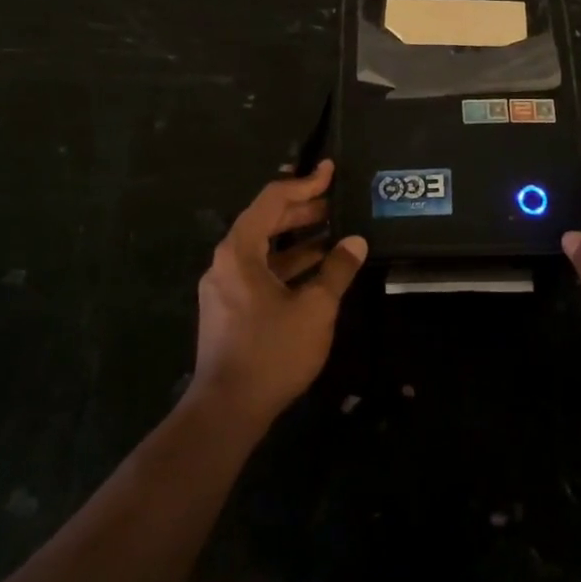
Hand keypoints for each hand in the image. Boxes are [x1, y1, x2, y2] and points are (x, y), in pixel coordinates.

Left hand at [191, 160, 366, 428]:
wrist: (228, 409)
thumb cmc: (272, 351)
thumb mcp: (315, 308)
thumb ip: (337, 270)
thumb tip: (355, 242)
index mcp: (239, 251)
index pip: (271, 200)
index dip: (304, 183)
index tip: (331, 172)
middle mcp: (226, 262)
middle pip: (264, 221)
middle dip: (302, 210)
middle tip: (337, 202)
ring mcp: (225, 287)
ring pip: (264, 250)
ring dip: (298, 240)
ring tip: (335, 233)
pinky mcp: (230, 309)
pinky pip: (261, 272)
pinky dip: (288, 265)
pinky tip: (317, 270)